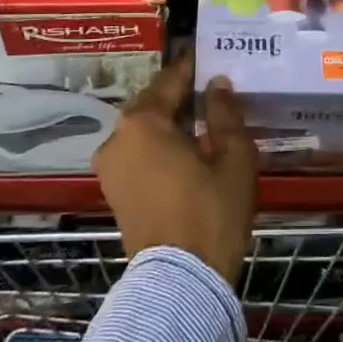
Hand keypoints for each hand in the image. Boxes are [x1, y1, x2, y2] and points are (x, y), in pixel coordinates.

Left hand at [93, 55, 257, 285]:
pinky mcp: (113, 192)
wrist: (181, 281)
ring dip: (169, 124)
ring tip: (202, 124)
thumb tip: (217, 84)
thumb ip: (224, 113)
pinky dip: (158, 148)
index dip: (192, 69)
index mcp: (142, 121)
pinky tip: (186, 153)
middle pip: (152, 105)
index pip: (170, 81)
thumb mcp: (233, 157)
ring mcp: (110, 167)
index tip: (210, 60)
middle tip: (211, 93)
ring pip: (143, 131)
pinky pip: (137, 155)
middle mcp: (116, 137)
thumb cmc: (211, 211)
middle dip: (180, 98)